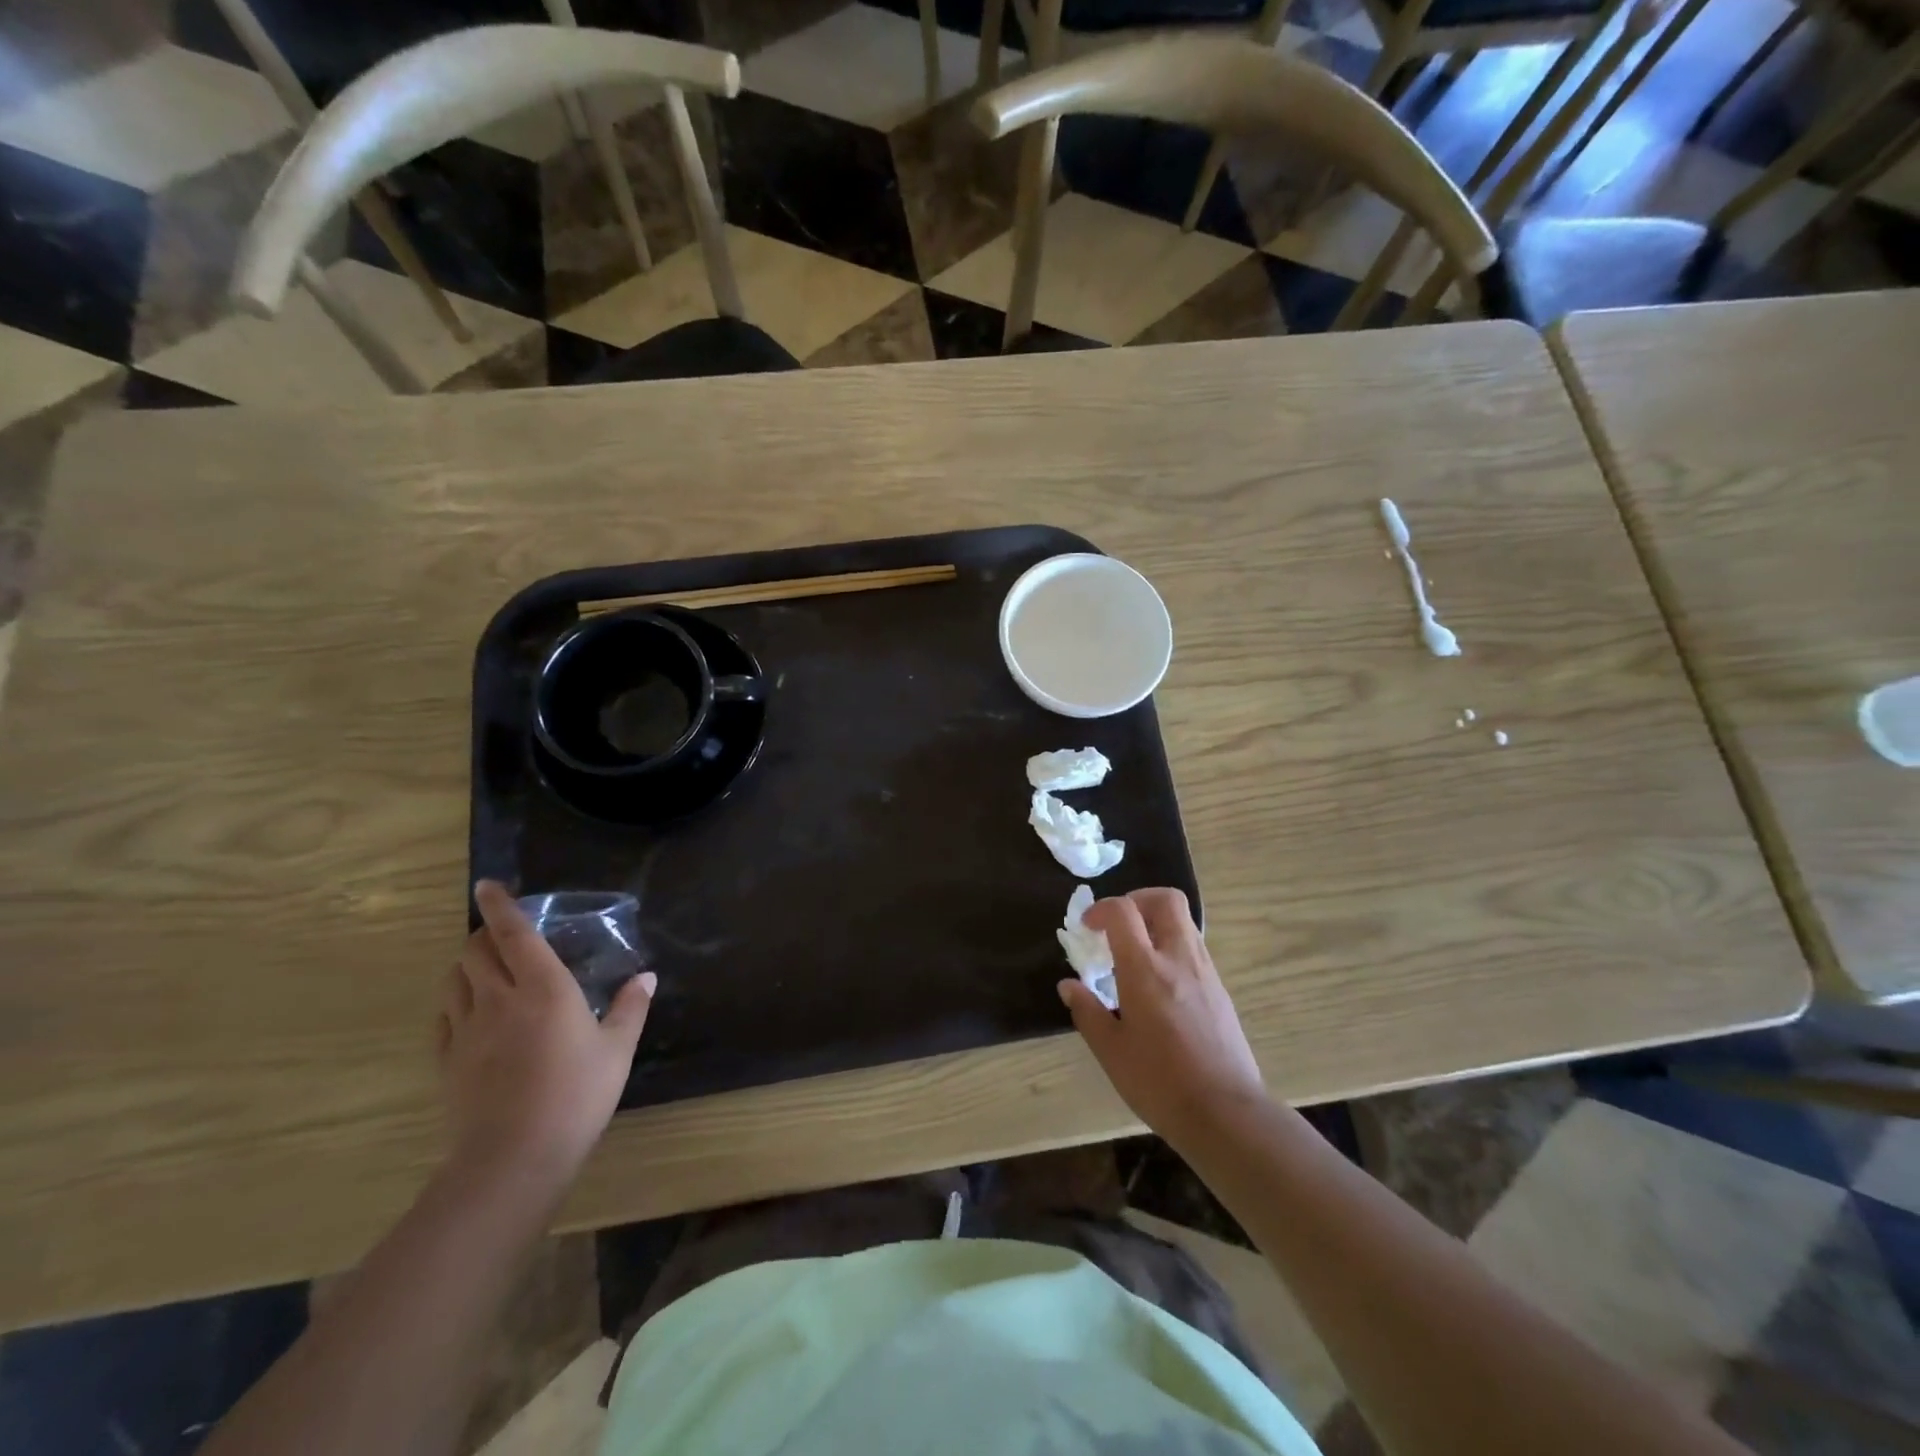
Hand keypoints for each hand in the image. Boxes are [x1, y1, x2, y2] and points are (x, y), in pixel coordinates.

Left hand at [437, 881, 654, 1187]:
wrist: (514, 1158)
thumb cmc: (577, 1095)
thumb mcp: (617, 1050)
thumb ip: (630, 1008)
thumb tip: (645, 977)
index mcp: (544, 988)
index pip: (513, 933)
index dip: (499, 905)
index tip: (487, 885)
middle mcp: (499, 998)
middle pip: (475, 950)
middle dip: (484, 933)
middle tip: (502, 934)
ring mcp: (467, 1030)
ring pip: (454, 979)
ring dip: (467, 964)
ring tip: (487, 969)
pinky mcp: (447, 1060)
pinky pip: (444, 1016)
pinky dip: (455, 1001)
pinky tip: (472, 1012)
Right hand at [1058, 888, 1267, 1145]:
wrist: (1227, 1114)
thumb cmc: (1160, 1082)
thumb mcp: (1112, 1051)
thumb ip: (1087, 1012)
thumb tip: (1069, 986)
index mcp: (1146, 969)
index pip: (1123, 911)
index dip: (1101, 909)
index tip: (1087, 927)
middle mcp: (1179, 958)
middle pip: (1165, 900)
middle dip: (1137, 899)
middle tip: (1117, 925)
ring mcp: (1205, 972)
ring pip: (1183, 922)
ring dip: (1156, 923)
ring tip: (1135, 955)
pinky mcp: (1220, 989)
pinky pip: (1194, 948)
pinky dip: (1171, 947)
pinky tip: (1158, 983)